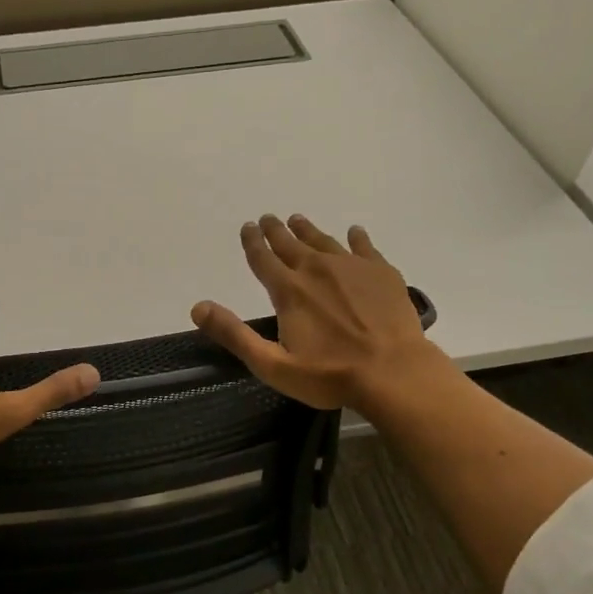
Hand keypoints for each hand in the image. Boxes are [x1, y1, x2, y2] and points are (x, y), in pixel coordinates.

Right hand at [191, 215, 442, 412]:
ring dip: (308, 230)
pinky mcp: (381, 272)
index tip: (247, 227)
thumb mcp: (273, 364)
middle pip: (290, 244)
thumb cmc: (330, 375)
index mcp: (289, 291)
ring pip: (323, 241)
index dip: (252, 243)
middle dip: (276, 231)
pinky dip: (356, 238)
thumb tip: (198, 307)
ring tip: (298, 220)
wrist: (394, 372)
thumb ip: (235, 335)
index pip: (263, 260)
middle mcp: (316, 270)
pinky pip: (364, 246)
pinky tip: (354, 232)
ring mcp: (352, 267)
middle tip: (268, 218)